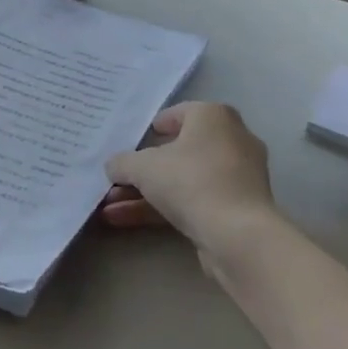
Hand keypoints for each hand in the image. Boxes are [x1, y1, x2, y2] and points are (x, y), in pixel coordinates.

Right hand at [103, 102, 278, 271]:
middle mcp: (231, 140)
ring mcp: (236, 178)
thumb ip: (122, 163)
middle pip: (179, 151)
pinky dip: (162, 209)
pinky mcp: (236, 210)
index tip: (135, 139)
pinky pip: (193, 201)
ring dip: (145, 193)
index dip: (155, 126)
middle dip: (143, 169)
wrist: (238, 235)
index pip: (181, 113)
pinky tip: (124, 221)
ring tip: (109, 208)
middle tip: (118, 178)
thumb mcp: (143, 167)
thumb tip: (114, 167)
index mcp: (214, 117)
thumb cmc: (191, 181)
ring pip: (183, 180)